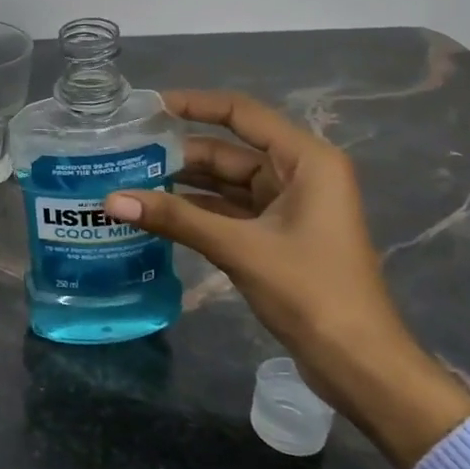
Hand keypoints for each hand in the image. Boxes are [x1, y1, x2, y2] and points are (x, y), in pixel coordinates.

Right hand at [103, 90, 469, 468]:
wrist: (358, 364)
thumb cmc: (311, 292)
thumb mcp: (239, 248)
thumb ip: (175, 218)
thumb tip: (111, 199)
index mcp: (306, 161)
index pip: (242, 114)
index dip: (195, 104)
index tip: (147, 106)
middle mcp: (299, 174)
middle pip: (229, 150)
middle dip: (179, 154)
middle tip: (124, 155)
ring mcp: (289, 207)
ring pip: (226, 183)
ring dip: (183, 185)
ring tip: (130, 183)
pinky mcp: (277, 237)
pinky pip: (229, 212)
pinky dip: (196, 213)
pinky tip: (157, 215)